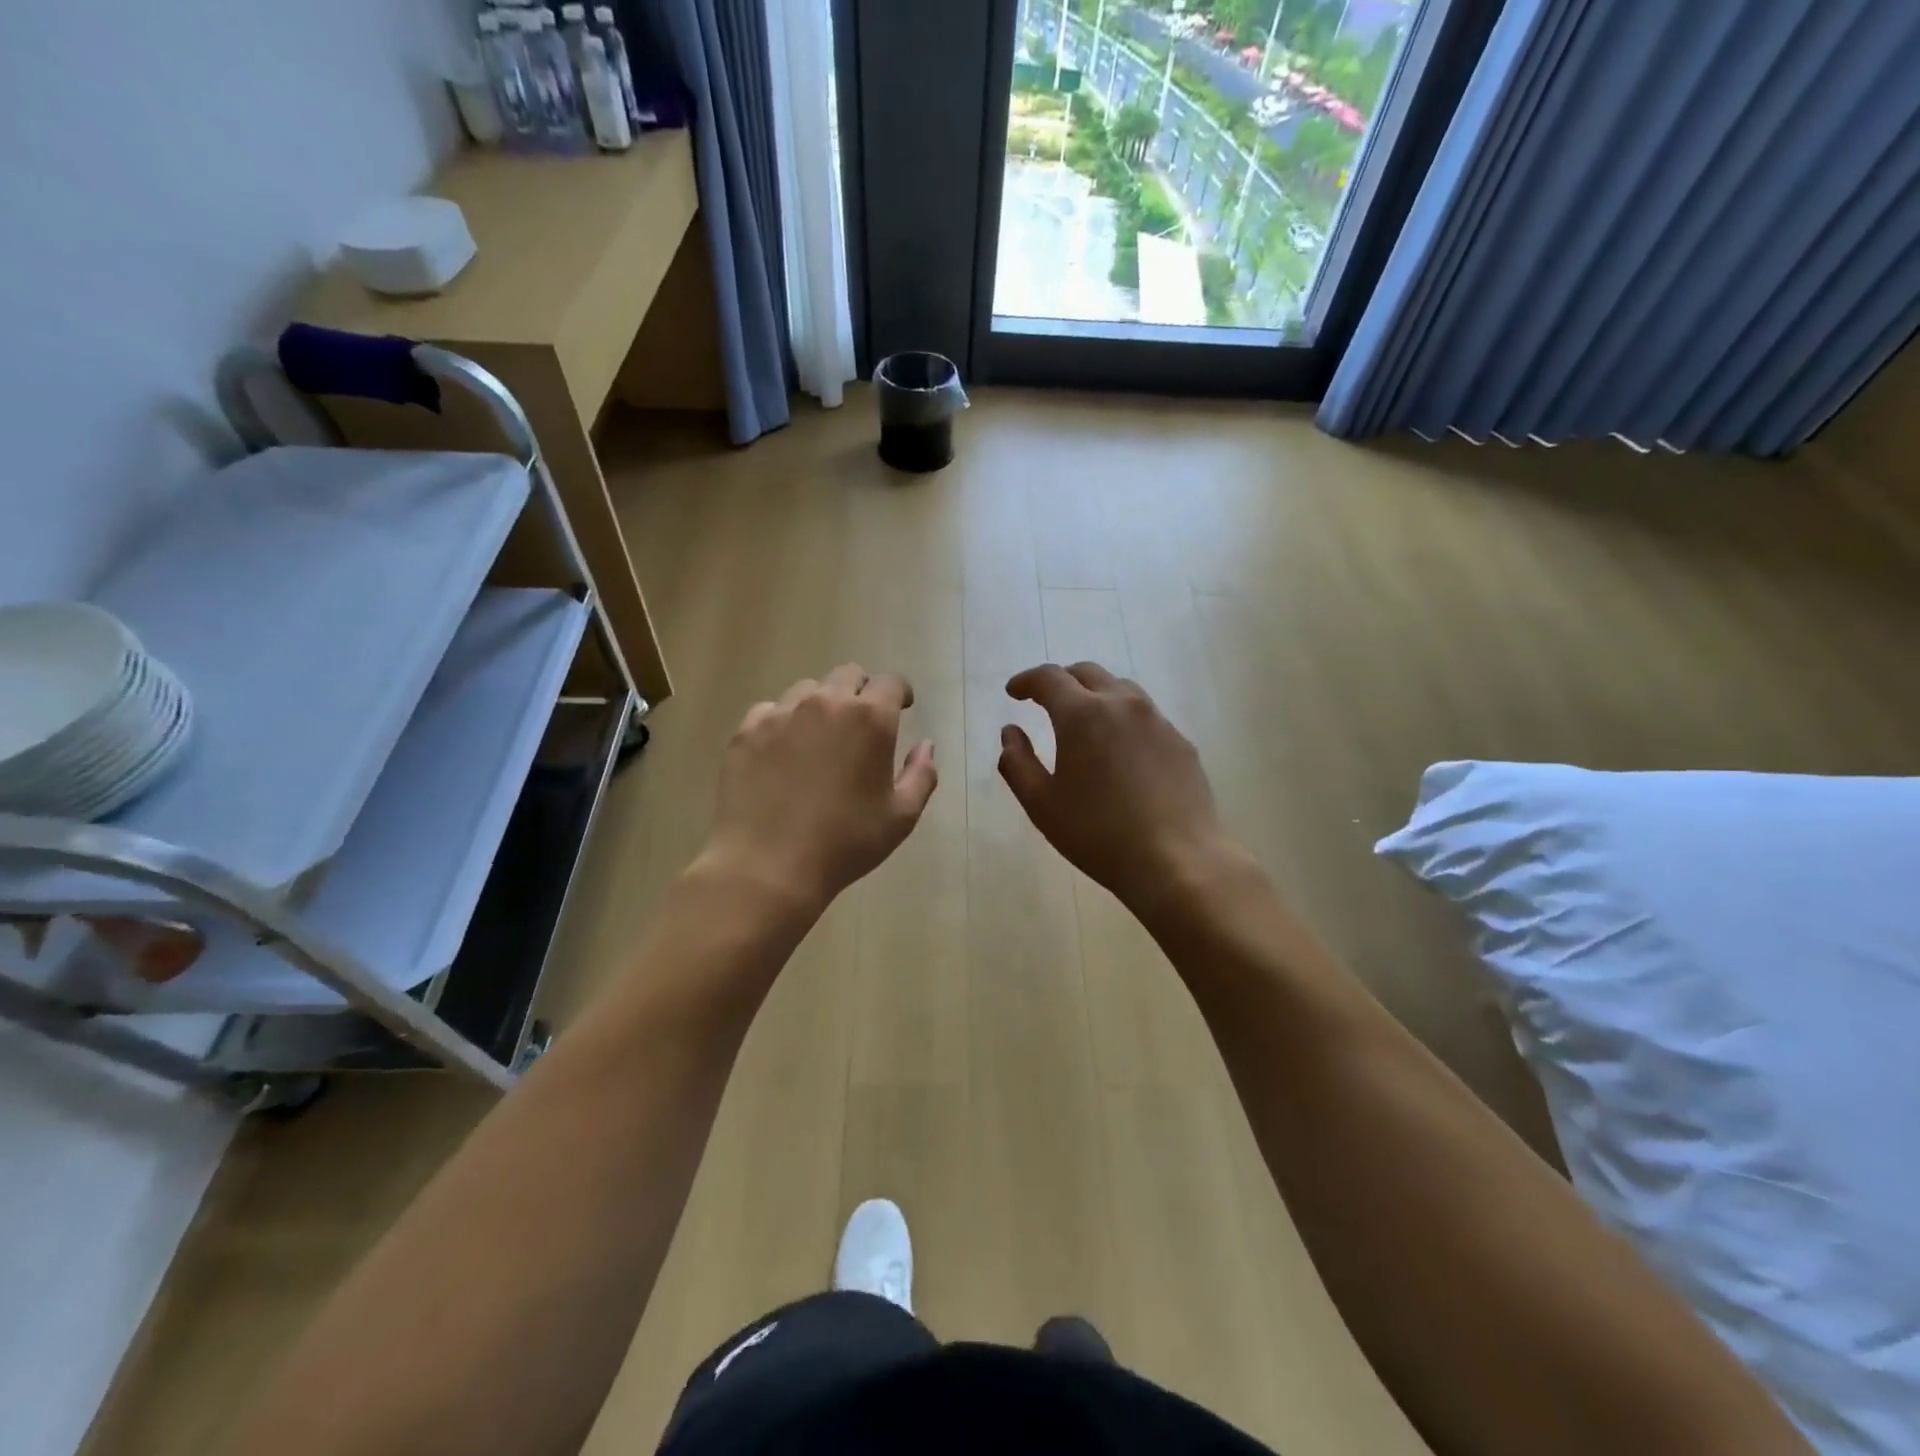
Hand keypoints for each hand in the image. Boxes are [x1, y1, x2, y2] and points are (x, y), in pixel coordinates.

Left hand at [701, 664, 937, 913]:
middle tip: (862, 723)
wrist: (768, 865)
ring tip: (820, 738)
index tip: (902, 708)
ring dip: (821, 705)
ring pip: (808, 689)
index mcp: (870, 719)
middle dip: (861, 691)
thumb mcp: (900, 817)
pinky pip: (771, 711)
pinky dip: (784, 723)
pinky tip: (783, 753)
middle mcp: (826, 703)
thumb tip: (925, 745)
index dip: (900, 693)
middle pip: (848, 674)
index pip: (891, 683)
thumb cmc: (845, 842)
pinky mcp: (747, 730)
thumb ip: (921, 775)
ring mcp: (781, 713)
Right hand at [999, 662, 1233, 912]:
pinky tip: (1120, 750)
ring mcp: (1157, 721)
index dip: (1026, 681)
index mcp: (1082, 714)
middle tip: (1045, 701)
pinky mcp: (1180, 742)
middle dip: (1061, 681)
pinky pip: (1145, 716)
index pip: (1049, 678)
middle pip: (1087, 673)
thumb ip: (1017, 763)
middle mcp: (1122, 704)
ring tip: (1084, 720)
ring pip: (1121, 690)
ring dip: (1095, 695)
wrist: (1177, 860)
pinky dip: (1123, 719)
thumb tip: (1010, 733)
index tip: (1013, 692)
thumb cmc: (1098, 834)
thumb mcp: (1042, 805)